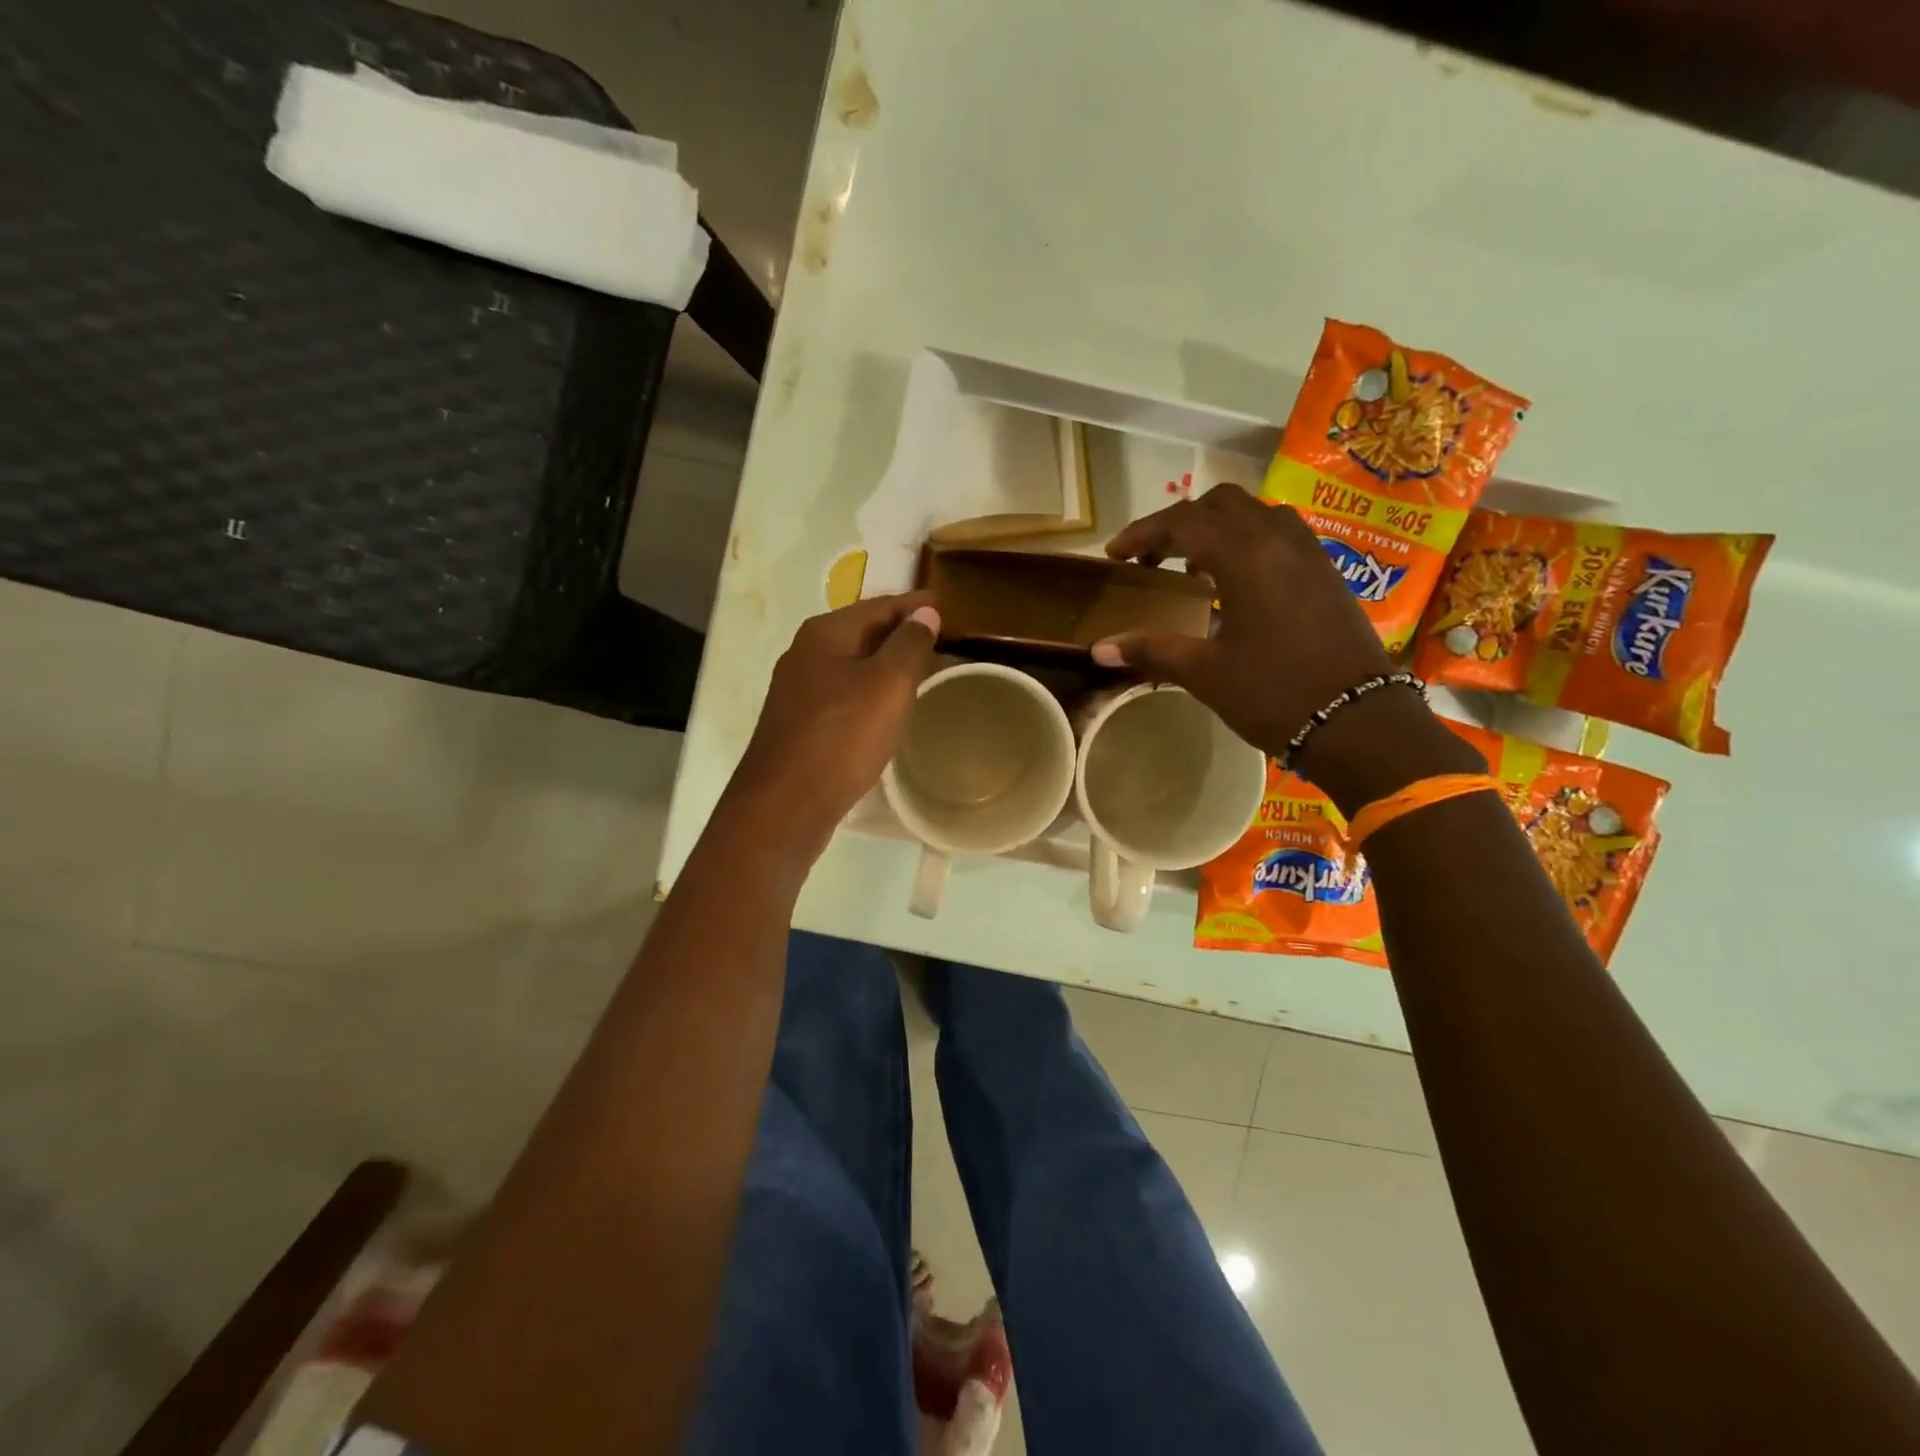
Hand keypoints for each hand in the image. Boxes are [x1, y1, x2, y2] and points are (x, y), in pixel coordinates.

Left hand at [729, 592, 940, 845]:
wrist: (786, 804)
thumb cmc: (842, 737)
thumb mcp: (888, 684)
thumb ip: (909, 644)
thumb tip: (925, 612)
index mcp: (825, 633)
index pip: (880, 605)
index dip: (916, 605)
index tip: (948, 606)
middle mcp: (805, 653)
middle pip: (863, 632)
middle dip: (901, 633)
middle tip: (942, 639)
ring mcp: (798, 690)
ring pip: (852, 665)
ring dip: (886, 664)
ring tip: (922, 671)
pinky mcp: (799, 723)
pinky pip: (844, 694)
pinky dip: (870, 691)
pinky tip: (887, 708)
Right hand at [1093, 483, 1394, 757]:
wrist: (1358, 720)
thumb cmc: (1273, 693)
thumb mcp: (1204, 672)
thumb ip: (1151, 649)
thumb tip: (1098, 648)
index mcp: (1244, 556)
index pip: (1182, 522)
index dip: (1142, 533)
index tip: (1115, 554)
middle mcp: (1278, 539)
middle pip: (1219, 505)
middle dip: (1178, 524)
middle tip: (1151, 557)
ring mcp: (1308, 552)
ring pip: (1253, 514)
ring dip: (1215, 529)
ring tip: (1191, 567)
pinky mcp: (1326, 571)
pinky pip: (1278, 534)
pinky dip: (1246, 542)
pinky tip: (1234, 583)